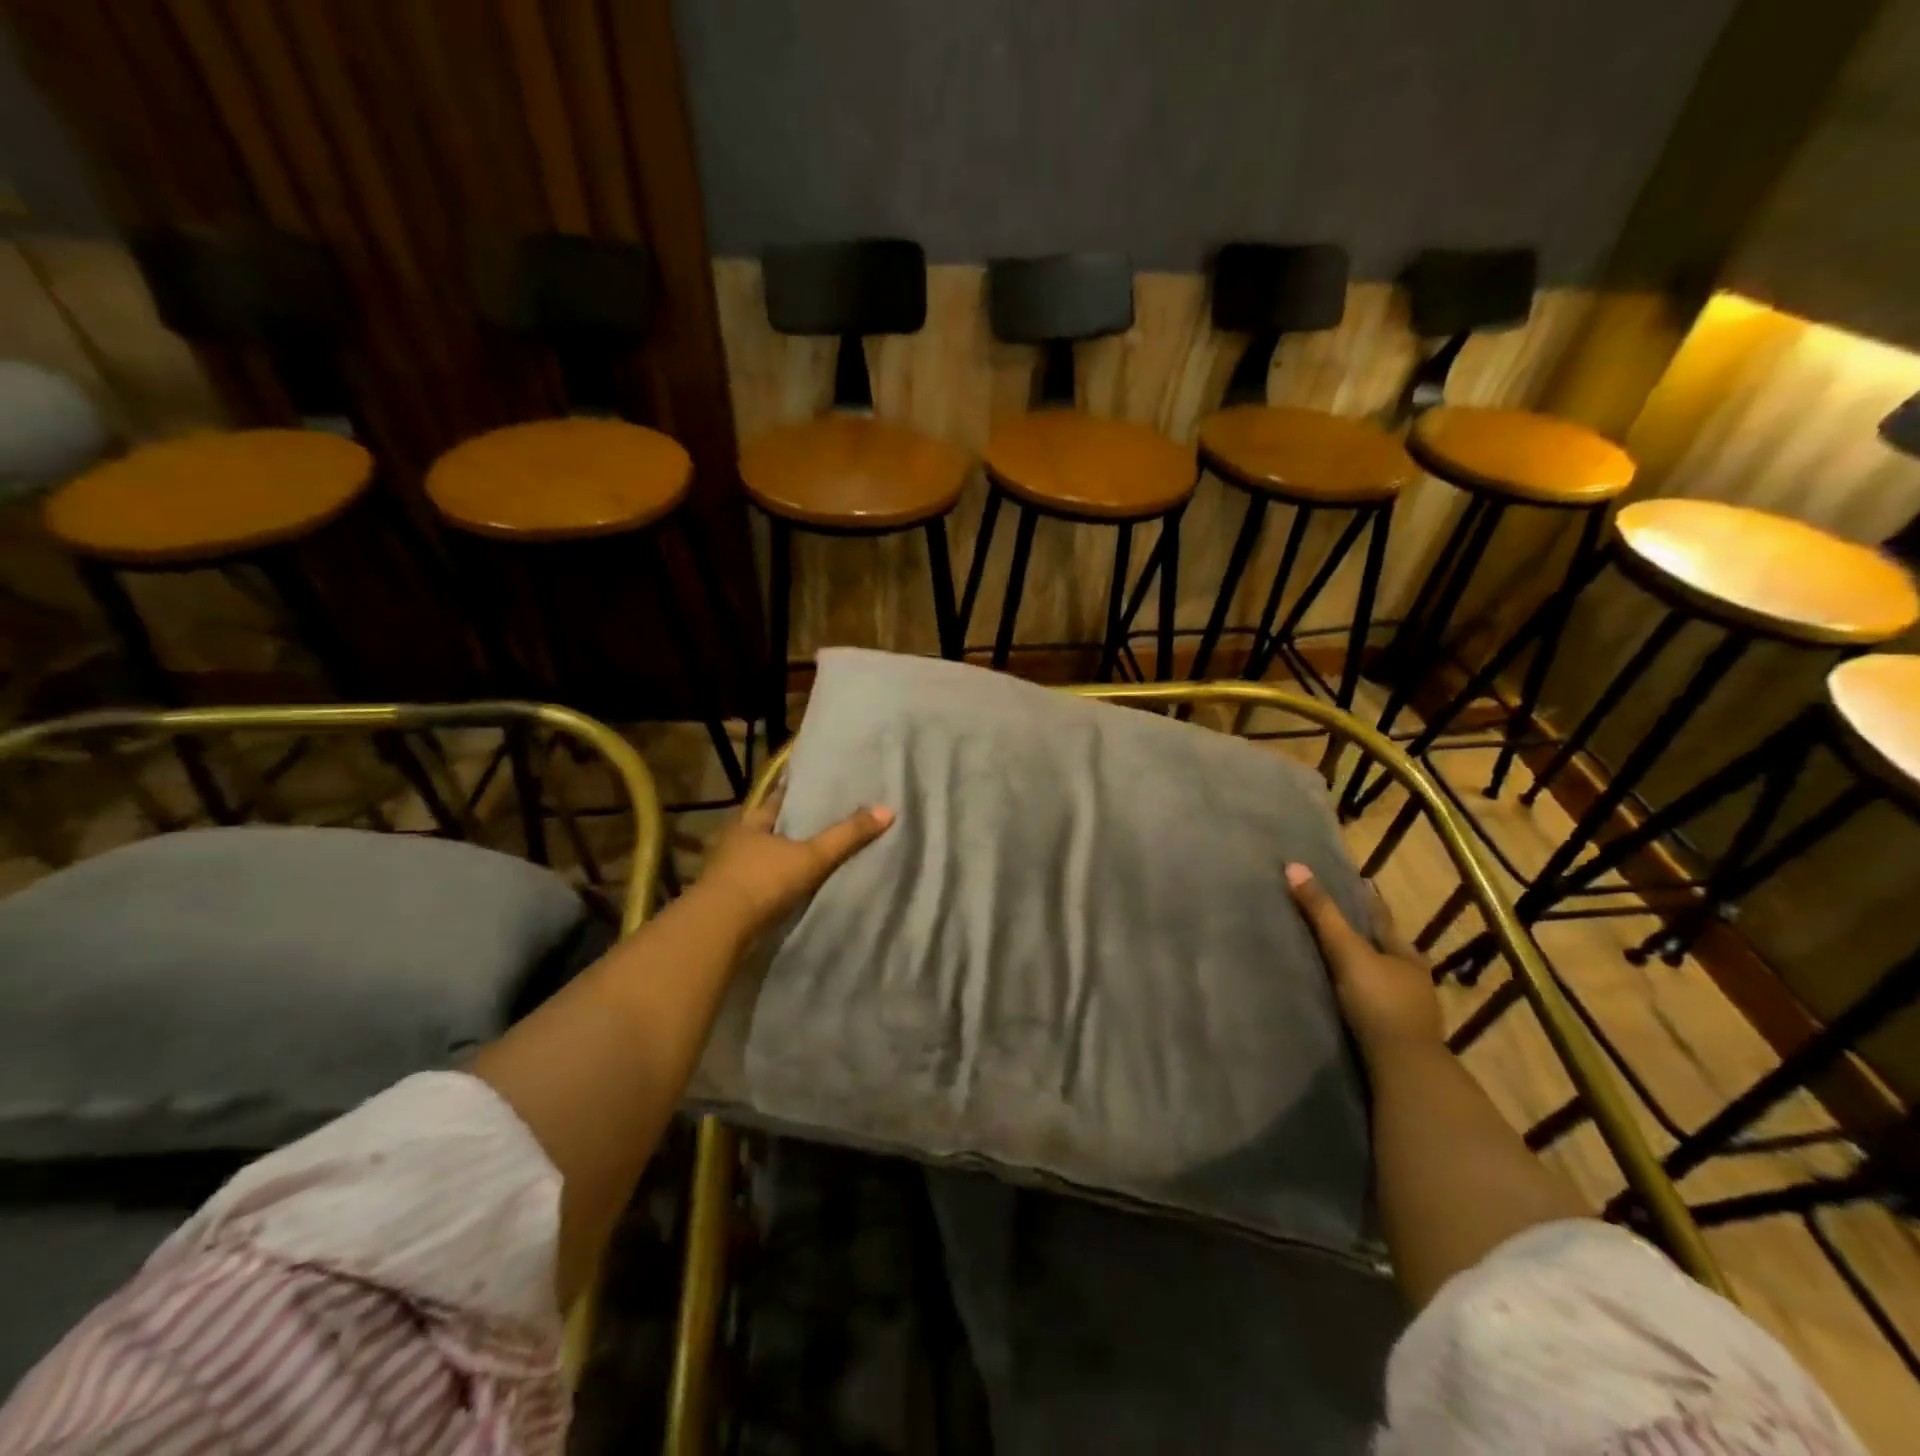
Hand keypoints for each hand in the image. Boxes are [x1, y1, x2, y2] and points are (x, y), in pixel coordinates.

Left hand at [696, 794, 894, 938]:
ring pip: (760, 855)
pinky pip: (756, 881)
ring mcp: (726, 870)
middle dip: (790, 826)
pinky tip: (790, 884)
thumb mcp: (811, 856)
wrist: (719, 929)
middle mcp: (734, 840)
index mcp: (750, 821)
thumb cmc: (762, 881)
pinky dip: (772, 881)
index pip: (777, 799)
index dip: (797, 793)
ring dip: (780, 855)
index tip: (818, 788)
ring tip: (810, 853)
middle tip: (822, 820)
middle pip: (768, 827)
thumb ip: (847, 836)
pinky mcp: (727, 898)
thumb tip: (888, 810)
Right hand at [1285, 863, 1442, 1059]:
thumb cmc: (1379, 1002)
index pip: (1383, 920)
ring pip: (1384, 981)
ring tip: (1339, 962)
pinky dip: (1363, 1000)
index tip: (1357, 885)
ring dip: (1366, 972)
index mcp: (1406, 955)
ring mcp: (1409, 1012)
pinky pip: (1376, 1008)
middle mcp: (1413, 980)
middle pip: (1386, 951)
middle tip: (1341, 923)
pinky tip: (1348, 1001)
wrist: (1403, 1069)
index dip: (1369, 903)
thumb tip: (1294, 866)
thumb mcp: (1347, 952)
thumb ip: (1322, 914)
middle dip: (1368, 938)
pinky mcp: (1396, 1039)